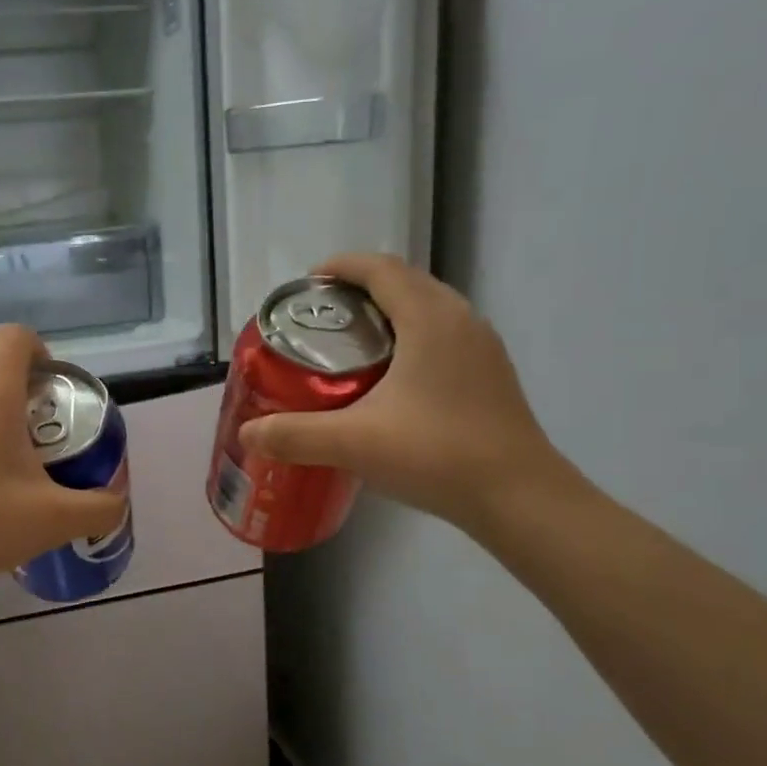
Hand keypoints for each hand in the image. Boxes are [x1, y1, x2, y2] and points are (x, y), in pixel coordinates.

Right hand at [239, 254, 565, 526]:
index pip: (380, 269)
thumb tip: (247, 433)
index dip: (341, 267)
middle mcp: (460, 319)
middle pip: (404, 282)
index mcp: (429, 318)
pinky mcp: (490, 374)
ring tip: (351, 343)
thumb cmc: (436, 454)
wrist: (519, 498)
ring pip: (427, 308)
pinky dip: (411, 337)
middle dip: (360, 289)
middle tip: (321, 318)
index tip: (308, 284)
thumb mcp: (353, 442)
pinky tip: (391, 378)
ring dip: (388, 312)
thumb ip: (294, 435)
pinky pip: (443, 334)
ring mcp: (481, 346)